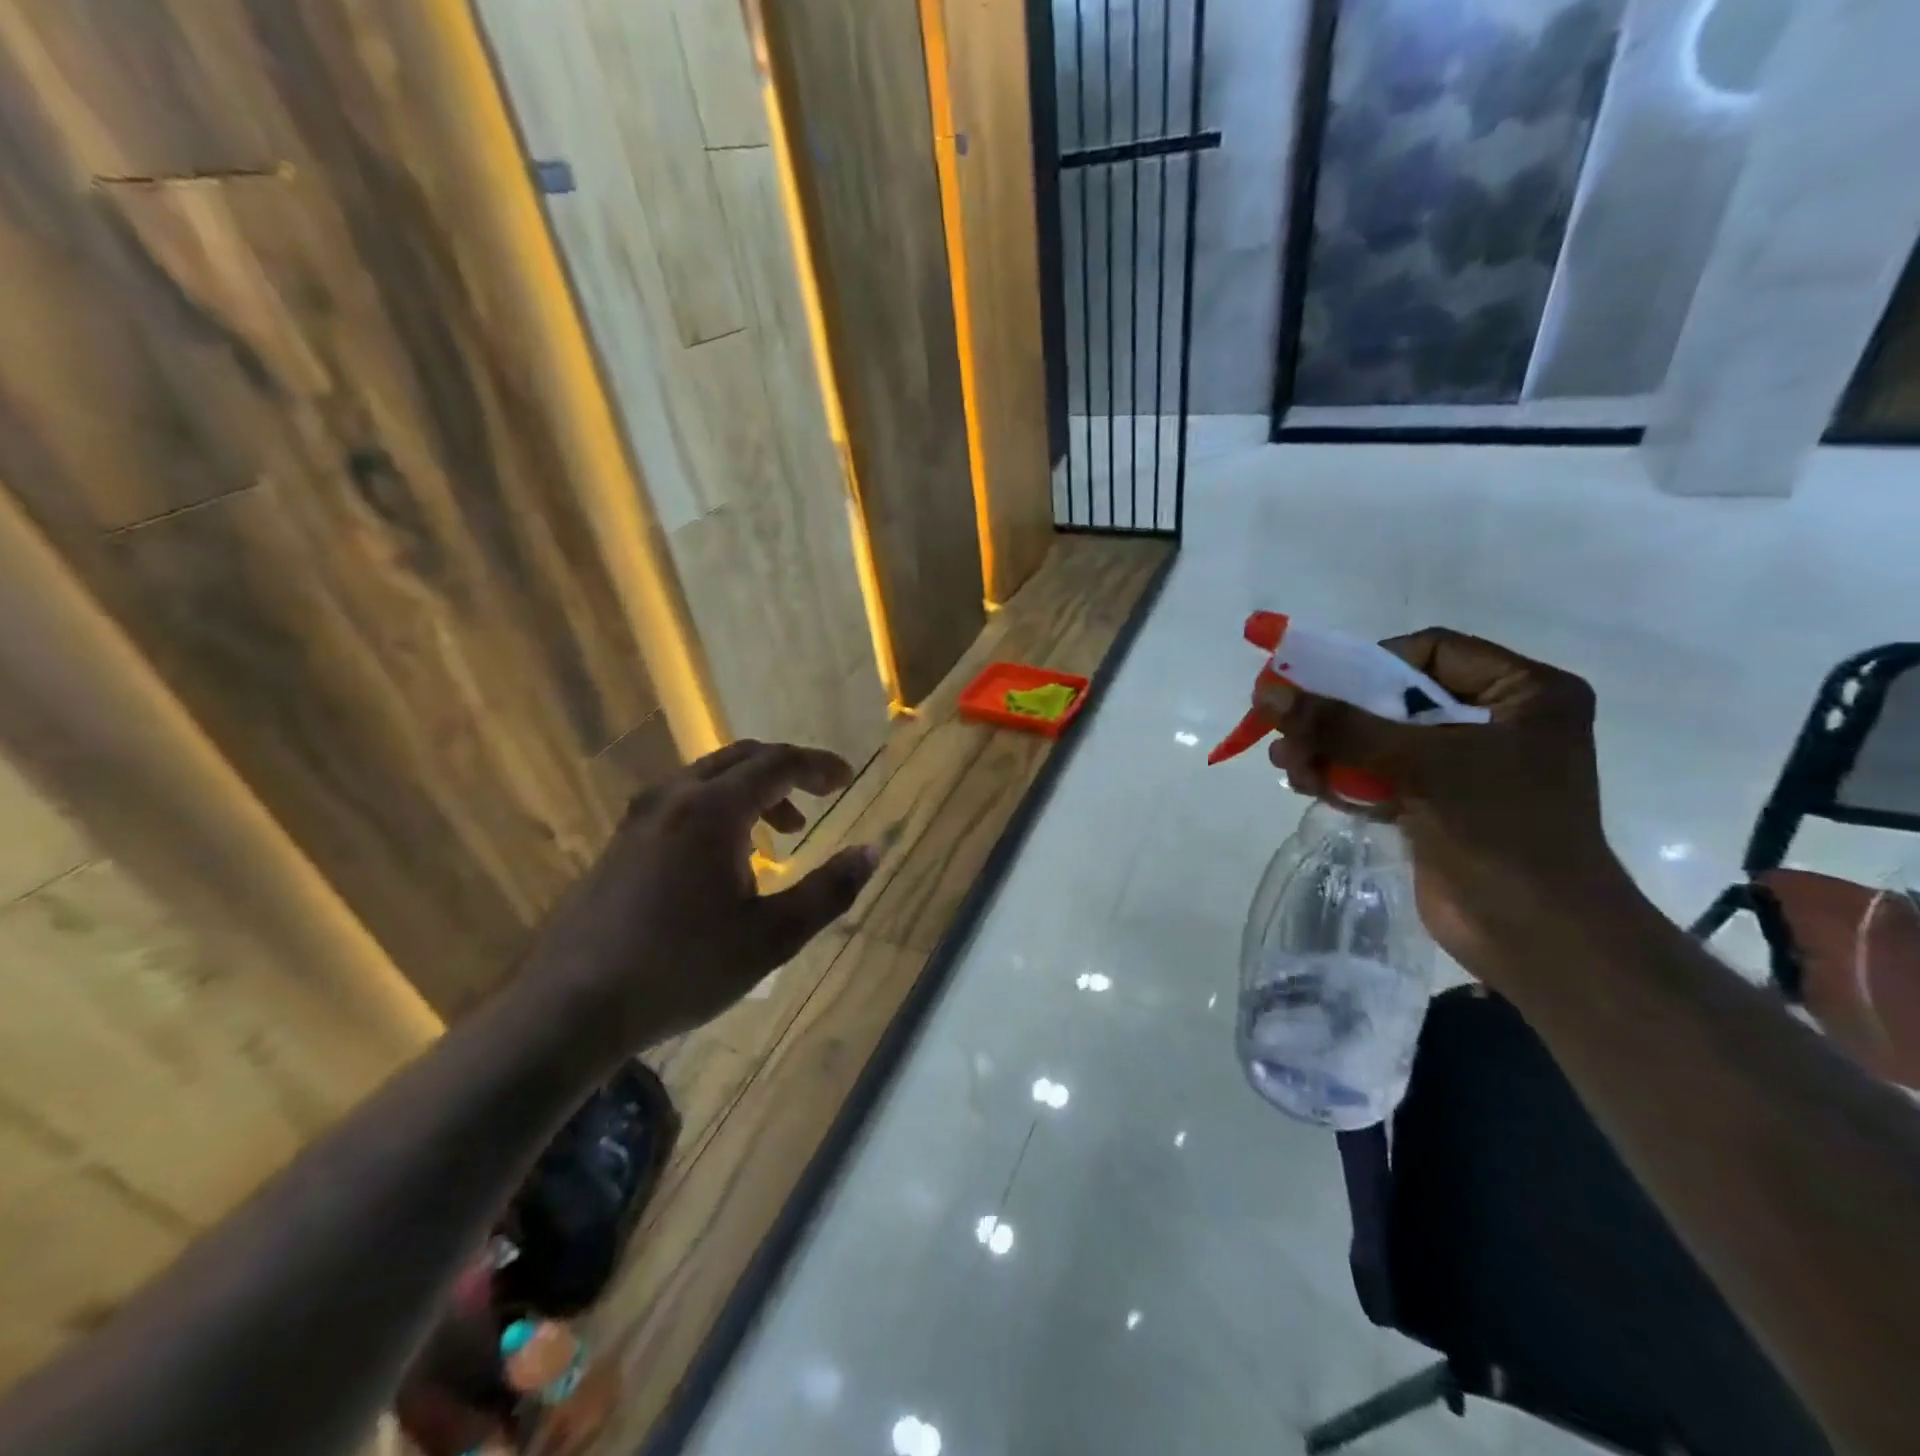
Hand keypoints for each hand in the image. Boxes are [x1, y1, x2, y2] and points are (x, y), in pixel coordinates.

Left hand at [527, 740, 877, 1052]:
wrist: (570, 1007)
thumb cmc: (682, 969)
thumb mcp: (772, 937)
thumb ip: (830, 890)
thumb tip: (872, 851)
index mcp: (712, 810)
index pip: (777, 763)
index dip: (818, 766)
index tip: (846, 779)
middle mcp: (673, 797)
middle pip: (741, 758)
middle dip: (787, 770)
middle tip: (820, 793)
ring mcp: (640, 817)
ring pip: (709, 777)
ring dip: (753, 791)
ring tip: (781, 832)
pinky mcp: (622, 841)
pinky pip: (683, 800)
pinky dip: (721, 807)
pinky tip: (728, 857)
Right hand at [1260, 629, 1627, 975]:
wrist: (1539, 938)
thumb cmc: (1501, 831)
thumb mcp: (1420, 765)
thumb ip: (1340, 726)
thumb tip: (1267, 693)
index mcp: (1524, 694)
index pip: (1432, 650)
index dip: (1370, 663)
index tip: (1316, 685)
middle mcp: (1496, 723)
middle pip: (1395, 698)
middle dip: (1336, 715)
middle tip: (1283, 726)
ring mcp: (1464, 768)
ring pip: (1378, 740)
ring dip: (1328, 749)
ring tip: (1287, 763)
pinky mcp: (1436, 805)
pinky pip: (1378, 776)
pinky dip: (1341, 778)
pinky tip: (1305, 783)